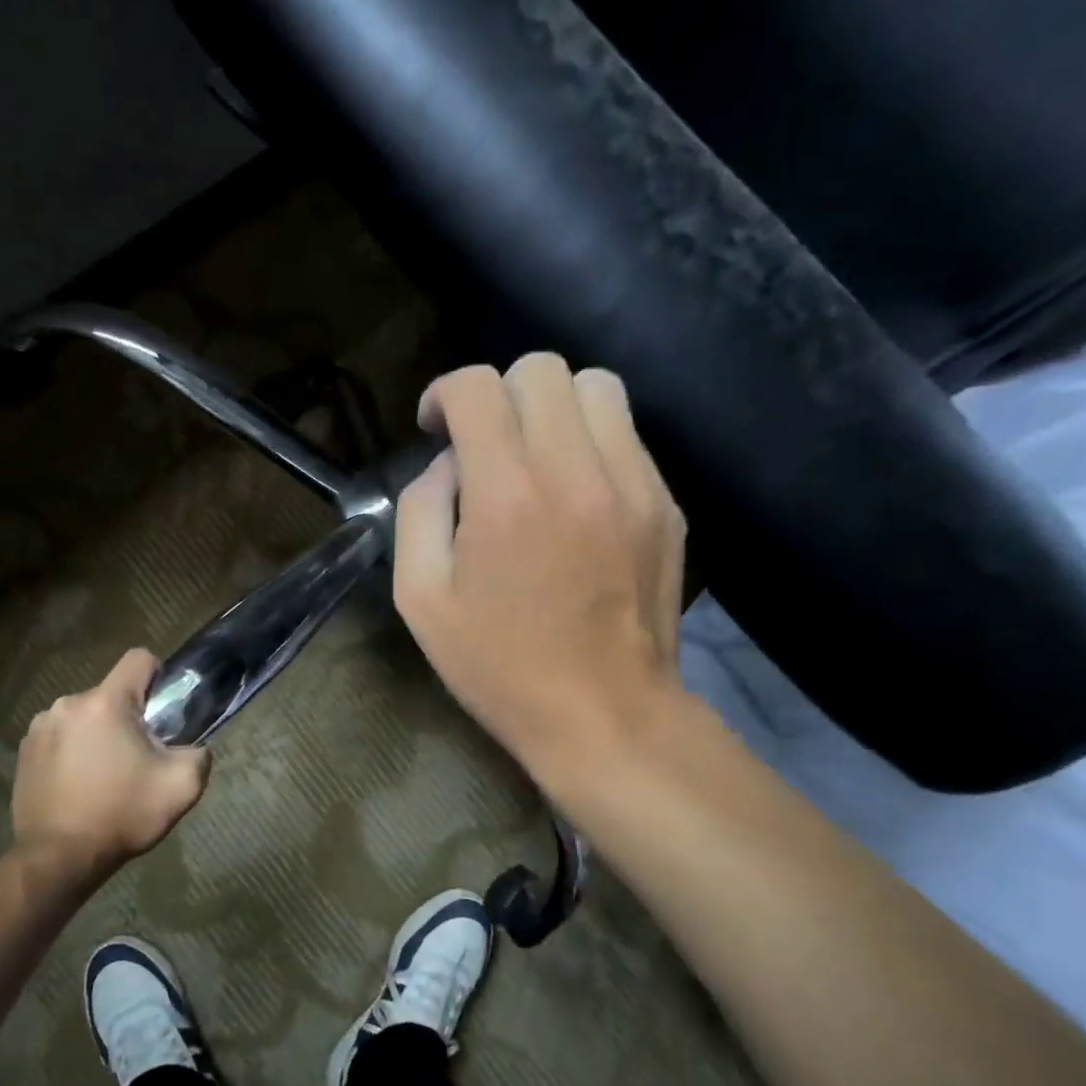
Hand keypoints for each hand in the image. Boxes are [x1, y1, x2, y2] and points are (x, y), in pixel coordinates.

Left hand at [9, 649, 211, 878]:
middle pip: (111, 694)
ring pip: (85, 716)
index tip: (162, 712)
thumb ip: (200, 755)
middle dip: (128, 717)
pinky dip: (72, 751)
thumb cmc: (121, 815)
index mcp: (107, 703)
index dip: (158, 677)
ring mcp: (40, 728)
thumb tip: (195, 747)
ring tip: (105, 776)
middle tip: (137, 758)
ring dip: (98, 734)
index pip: (139, 658)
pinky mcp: (23, 752)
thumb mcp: (182, 787)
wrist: (57, 860)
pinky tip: (78, 785)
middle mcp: (68, 704)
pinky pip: (60, 736)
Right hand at [393, 355, 689, 789]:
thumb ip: (420, 509)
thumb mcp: (420, 599)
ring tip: (535, 456)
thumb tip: (448, 463)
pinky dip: (592, 442)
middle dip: (498, 394)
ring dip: (553, 406)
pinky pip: (627, 434)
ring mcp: (633, 483)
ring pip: (596, 386)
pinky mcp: (666, 503)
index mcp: (506, 493)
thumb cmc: (499, 665)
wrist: (606, 716)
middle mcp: (575, 469)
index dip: (444, 393)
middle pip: (540, 369)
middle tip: (485, 445)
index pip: (476, 387)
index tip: (435, 427)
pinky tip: (577, 493)